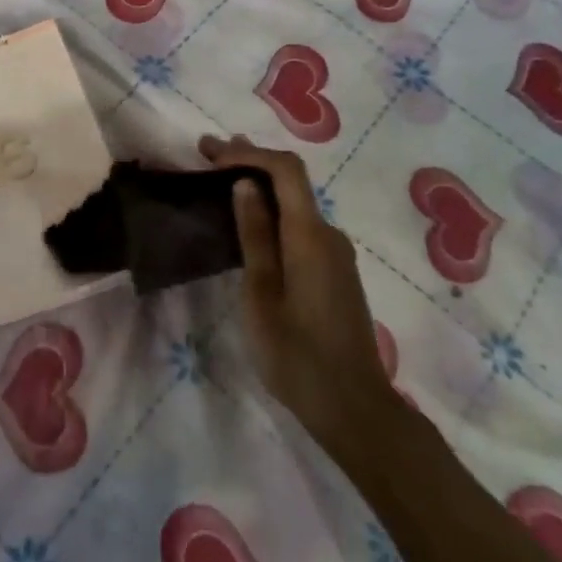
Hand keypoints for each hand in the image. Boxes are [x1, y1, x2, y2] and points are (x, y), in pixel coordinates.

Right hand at [201, 135, 397, 442]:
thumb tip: (245, 183)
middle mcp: (329, 234)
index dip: (248, 153)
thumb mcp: (262, 294)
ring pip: (296, 204)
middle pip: (291, 181)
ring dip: (260, 186)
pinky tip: (249, 222)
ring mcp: (336, 254)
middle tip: (207, 155)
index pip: (285, 169)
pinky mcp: (335, 272)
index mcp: (310, 235)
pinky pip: (301, 226)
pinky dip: (272, 211)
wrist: (354, 408)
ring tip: (221, 180)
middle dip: (250, 161)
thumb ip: (255, 235)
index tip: (210, 154)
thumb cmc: (297, 355)